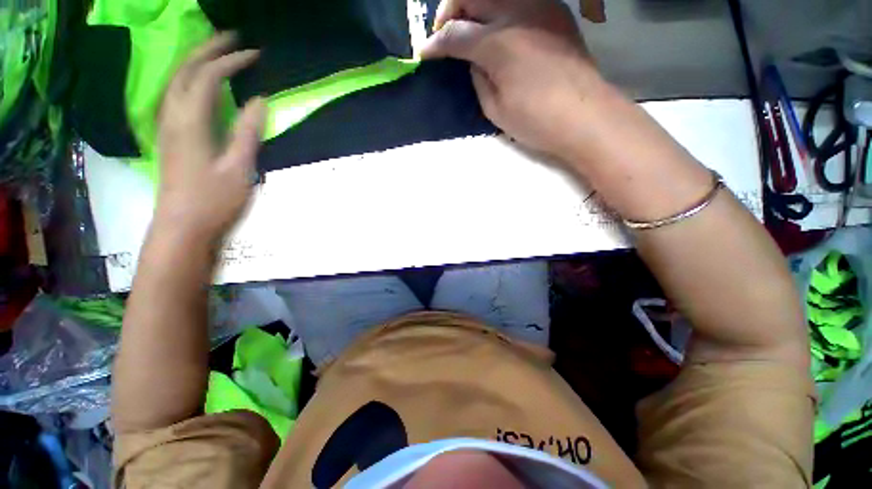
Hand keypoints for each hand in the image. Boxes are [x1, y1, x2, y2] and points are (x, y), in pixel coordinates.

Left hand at [155, 32, 265, 243]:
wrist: (183, 227)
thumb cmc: (215, 201)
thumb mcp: (239, 168)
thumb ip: (247, 132)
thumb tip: (259, 100)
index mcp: (191, 122)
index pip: (208, 77)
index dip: (231, 61)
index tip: (255, 54)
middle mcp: (173, 116)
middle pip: (185, 71)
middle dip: (208, 49)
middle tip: (232, 39)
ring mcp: (167, 126)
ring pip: (176, 81)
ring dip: (196, 61)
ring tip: (216, 53)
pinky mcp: (169, 137)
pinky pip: (176, 96)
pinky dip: (189, 81)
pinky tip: (200, 85)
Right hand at [422, 0, 606, 160]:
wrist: (585, 115)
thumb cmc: (536, 120)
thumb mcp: (495, 109)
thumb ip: (478, 79)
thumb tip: (473, 62)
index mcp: (497, 44)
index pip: (454, 35)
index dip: (435, 45)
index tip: (424, 53)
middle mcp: (516, 12)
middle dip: (449, 11)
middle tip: (444, 35)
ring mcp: (539, 6)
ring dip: (474, 5)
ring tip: (469, 28)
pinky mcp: (554, 11)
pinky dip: (499, 8)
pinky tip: (497, 28)